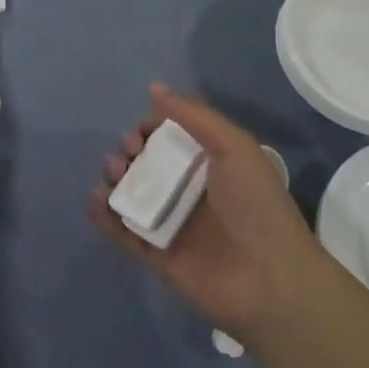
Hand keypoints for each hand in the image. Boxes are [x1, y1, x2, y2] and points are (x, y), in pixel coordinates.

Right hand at [89, 84, 320, 341]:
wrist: (270, 280)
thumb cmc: (256, 205)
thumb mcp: (233, 147)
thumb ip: (194, 115)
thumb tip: (154, 87)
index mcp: (207, 163)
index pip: (167, 137)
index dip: (148, 128)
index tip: (141, 130)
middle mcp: (185, 189)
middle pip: (143, 162)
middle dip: (127, 151)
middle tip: (129, 154)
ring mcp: (168, 222)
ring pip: (128, 192)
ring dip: (113, 178)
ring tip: (114, 176)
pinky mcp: (153, 253)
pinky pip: (120, 230)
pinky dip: (103, 214)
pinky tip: (98, 201)